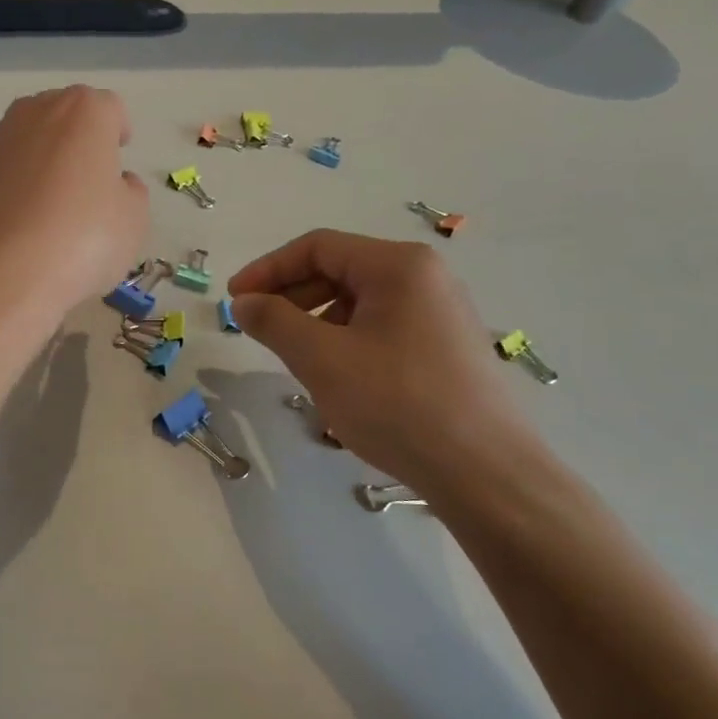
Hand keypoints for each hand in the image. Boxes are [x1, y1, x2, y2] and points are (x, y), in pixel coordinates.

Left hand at [0, 87, 148, 341]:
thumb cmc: (80, 242)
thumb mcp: (132, 222)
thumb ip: (129, 193)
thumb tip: (115, 184)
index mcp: (82, 114)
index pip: (107, 108)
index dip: (116, 131)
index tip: (118, 157)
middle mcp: (32, 115)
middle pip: (59, 116)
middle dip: (73, 140)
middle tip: (84, 180)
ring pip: (22, 143)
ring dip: (36, 163)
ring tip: (46, 208)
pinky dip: (5, 191)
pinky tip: (13, 228)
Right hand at [229, 231, 541, 492]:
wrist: (483, 472)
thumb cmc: (396, 403)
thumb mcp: (321, 359)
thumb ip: (274, 321)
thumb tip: (243, 301)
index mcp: (398, 266)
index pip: (318, 247)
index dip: (268, 269)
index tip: (234, 299)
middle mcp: (425, 277)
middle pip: (339, 269)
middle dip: (290, 295)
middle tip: (257, 327)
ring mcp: (440, 312)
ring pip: (359, 301)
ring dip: (314, 319)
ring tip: (292, 355)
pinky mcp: (444, 346)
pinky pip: (381, 325)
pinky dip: (344, 338)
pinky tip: (334, 374)